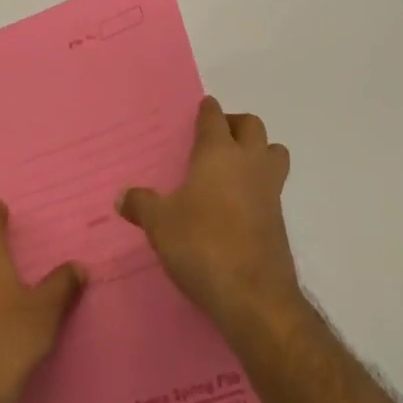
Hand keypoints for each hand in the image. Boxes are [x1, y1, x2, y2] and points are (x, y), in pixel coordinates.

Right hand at [118, 97, 302, 345]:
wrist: (253, 294)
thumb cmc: (202, 244)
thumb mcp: (160, 224)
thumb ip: (141, 205)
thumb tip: (123, 196)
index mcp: (219, 153)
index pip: (215, 118)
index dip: (207, 111)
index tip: (202, 108)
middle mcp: (249, 163)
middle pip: (252, 126)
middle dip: (236, 124)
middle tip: (216, 136)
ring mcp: (270, 190)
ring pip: (273, 152)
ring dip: (258, 150)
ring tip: (233, 166)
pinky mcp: (279, 218)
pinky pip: (273, 185)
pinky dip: (259, 183)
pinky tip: (237, 203)